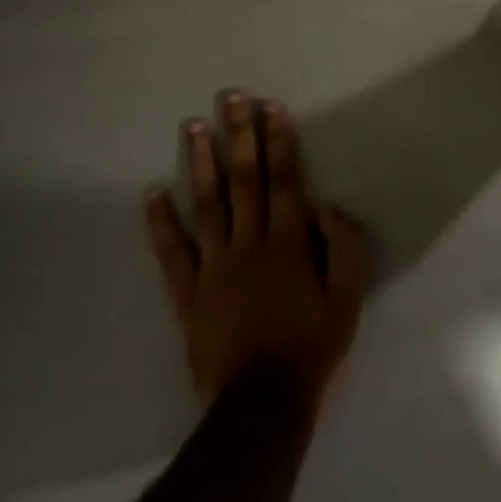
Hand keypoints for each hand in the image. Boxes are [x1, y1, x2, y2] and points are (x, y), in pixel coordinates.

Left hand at [145, 91, 369, 411]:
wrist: (262, 403)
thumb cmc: (312, 346)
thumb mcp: (348, 298)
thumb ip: (344, 246)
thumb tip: (326, 206)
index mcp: (288, 242)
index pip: (285, 180)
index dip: (279, 141)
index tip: (271, 107)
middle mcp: (249, 243)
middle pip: (243, 180)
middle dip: (238, 135)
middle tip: (231, 97)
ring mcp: (214, 267)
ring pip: (207, 204)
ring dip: (200, 162)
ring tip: (193, 126)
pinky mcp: (189, 294)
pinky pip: (173, 253)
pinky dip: (161, 223)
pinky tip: (152, 193)